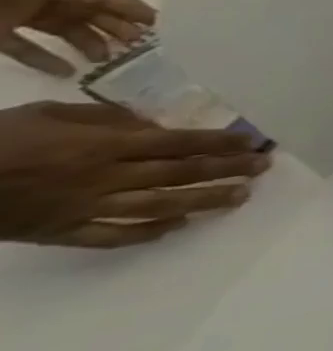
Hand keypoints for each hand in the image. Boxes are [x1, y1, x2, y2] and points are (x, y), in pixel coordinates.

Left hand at [0, 0, 154, 76]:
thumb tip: (115, 7)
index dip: (131, 7)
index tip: (161, 23)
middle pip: (88, 13)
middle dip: (116, 28)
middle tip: (144, 47)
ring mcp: (15, 14)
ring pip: (63, 30)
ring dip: (88, 44)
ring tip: (112, 61)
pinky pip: (25, 47)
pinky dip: (46, 59)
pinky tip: (68, 72)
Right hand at [0, 101, 270, 248]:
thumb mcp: (51, 114)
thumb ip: (107, 119)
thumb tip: (154, 124)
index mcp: (101, 145)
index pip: (177, 143)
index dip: (219, 143)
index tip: (253, 142)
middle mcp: (102, 177)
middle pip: (178, 173)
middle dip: (226, 169)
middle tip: (264, 168)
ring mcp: (82, 208)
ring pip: (158, 206)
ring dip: (204, 201)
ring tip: (241, 196)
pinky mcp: (59, 233)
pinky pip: (112, 236)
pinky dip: (148, 232)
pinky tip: (179, 226)